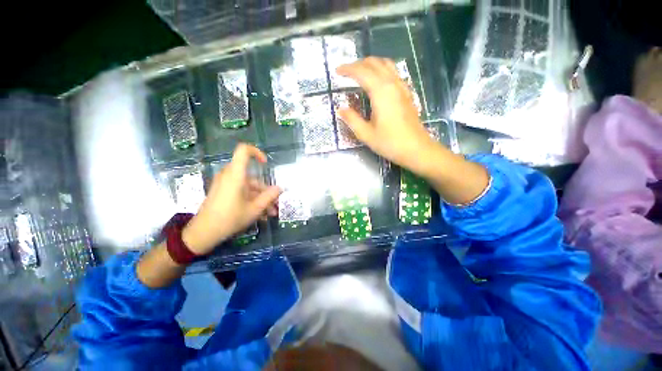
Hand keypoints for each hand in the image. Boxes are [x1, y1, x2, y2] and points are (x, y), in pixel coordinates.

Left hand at [182, 144, 280, 254]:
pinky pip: (241, 192)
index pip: (243, 151)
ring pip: (248, 187)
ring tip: (270, 214)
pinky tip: (260, 215)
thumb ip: (269, 197)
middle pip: (252, 177)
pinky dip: (251, 201)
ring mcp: (226, 185)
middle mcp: (230, 176)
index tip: (266, 163)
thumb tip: (280, 188)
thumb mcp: (255, 209)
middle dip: (266, 190)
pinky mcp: (223, 192)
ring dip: (261, 199)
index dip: (256, 152)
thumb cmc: (230, 218)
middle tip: (275, 204)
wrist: (203, 233)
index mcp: (236, 175)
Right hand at [336, 57, 440, 175]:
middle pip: (374, 63)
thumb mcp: (366, 134)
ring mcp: (402, 87)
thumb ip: (352, 119)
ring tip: (360, 72)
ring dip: (371, 64)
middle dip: (358, 64)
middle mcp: (392, 84)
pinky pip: (393, 73)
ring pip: (386, 65)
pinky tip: (378, 81)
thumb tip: (341, 109)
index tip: (337, 71)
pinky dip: (382, 70)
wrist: (416, 149)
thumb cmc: (390, 143)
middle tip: (346, 72)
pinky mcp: (407, 93)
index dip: (348, 69)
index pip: (362, 72)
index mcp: (380, 92)